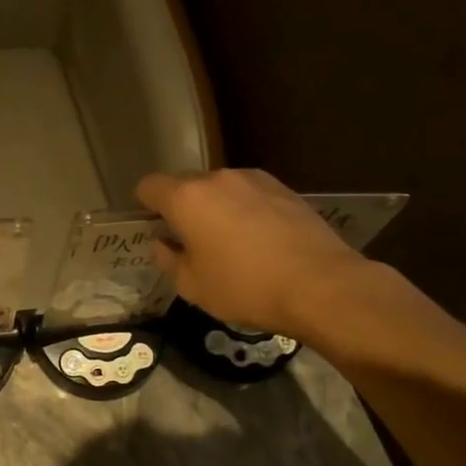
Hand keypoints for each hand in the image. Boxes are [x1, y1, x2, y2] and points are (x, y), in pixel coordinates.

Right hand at [137, 168, 368, 334]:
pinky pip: (250, 195)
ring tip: (229, 242)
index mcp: (187, 197)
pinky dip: (245, 211)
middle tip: (190, 241)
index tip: (152, 227)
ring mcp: (255, 180)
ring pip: (220, 189)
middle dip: (182, 208)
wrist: (321, 285)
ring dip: (216, 208)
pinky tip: (259, 241)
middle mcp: (218, 178)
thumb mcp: (193, 286)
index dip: (144, 205)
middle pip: (185, 185)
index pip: (149, 186)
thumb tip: (163, 243)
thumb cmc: (245, 287)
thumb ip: (169, 260)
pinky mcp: (284, 189)